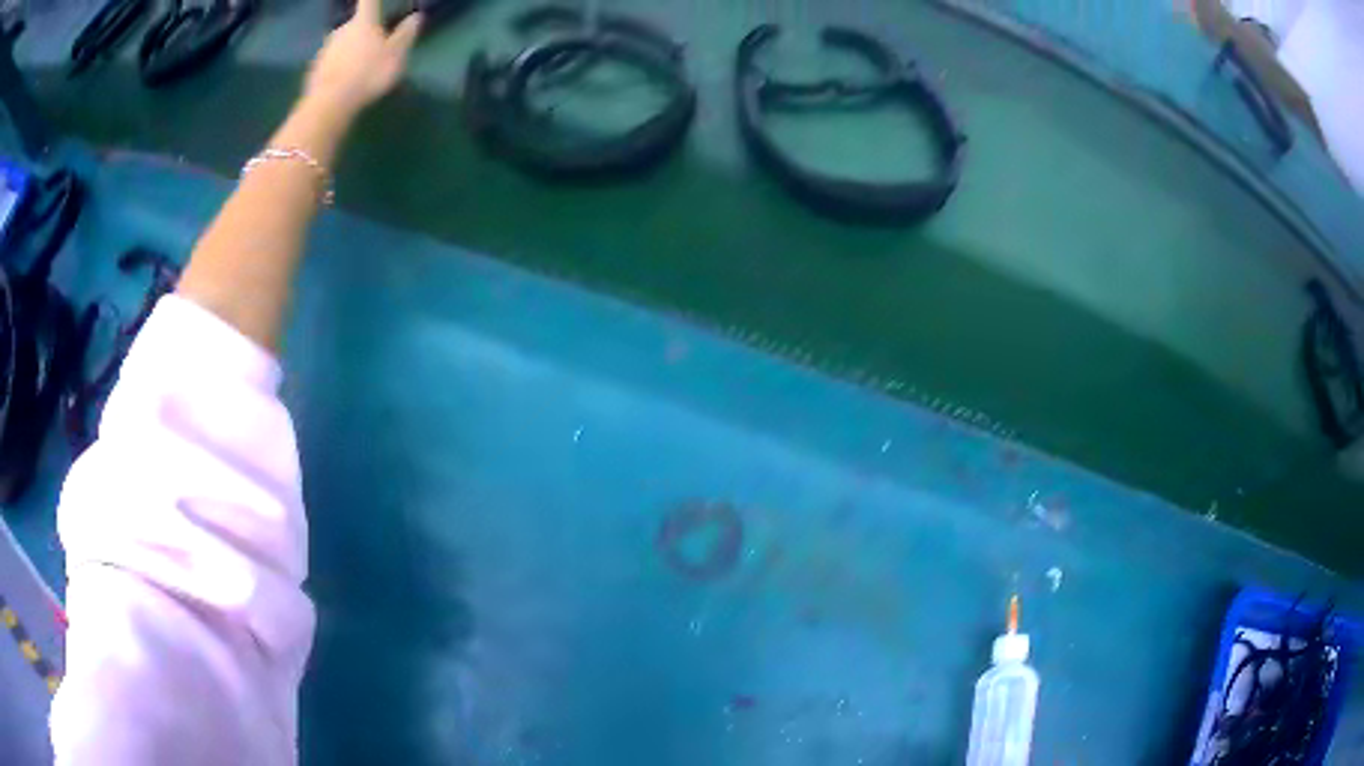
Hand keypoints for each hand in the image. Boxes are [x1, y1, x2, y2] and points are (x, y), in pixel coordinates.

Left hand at [305, 0, 421, 117]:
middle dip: (362, 30)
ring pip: (341, 44)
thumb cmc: (368, 73)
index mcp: (363, 22)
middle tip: (372, 44)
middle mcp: (342, 29)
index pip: (368, 1)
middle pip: (354, 24)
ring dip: (349, 50)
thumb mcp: (396, 54)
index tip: (373, 1)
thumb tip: (416, 16)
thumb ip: (405, 34)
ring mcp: (325, 49)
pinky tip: (343, 80)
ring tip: (357, 66)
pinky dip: (337, 67)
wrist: (330, 103)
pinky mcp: (315, 69)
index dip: (372, 0)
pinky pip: (330, 62)